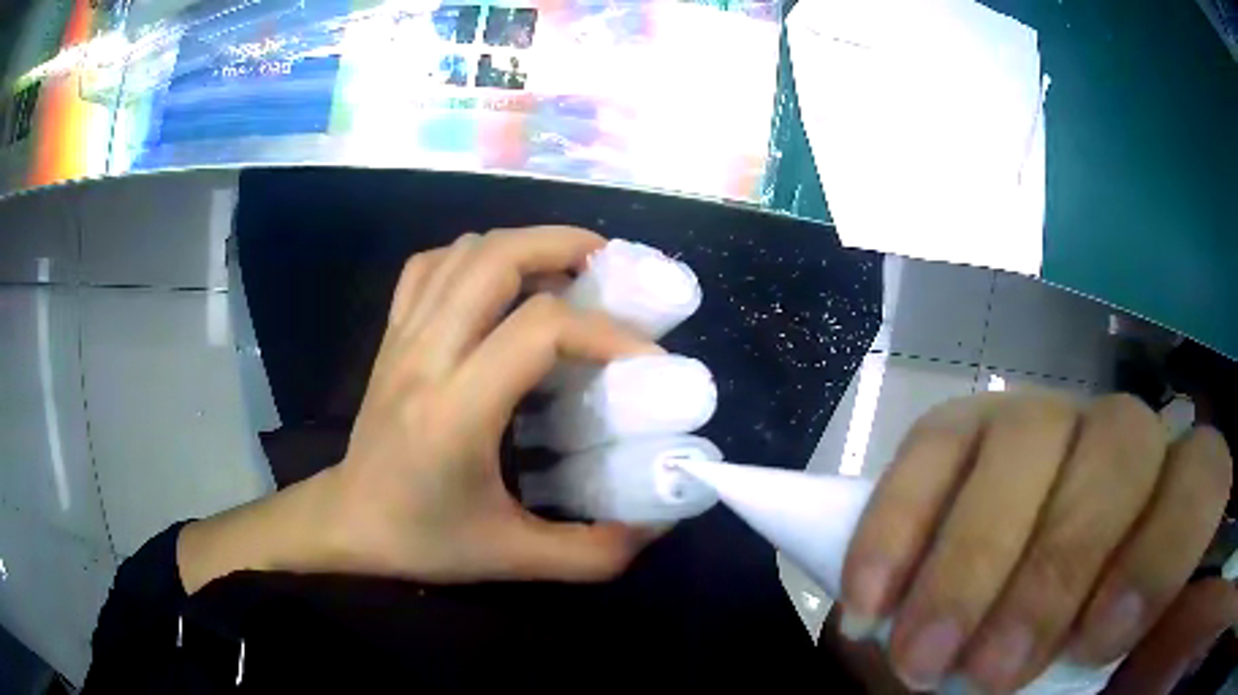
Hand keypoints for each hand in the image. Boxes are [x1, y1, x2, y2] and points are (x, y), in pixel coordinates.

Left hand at [328, 227, 659, 581]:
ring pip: (463, 252)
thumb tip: (658, 524)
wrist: (349, 522)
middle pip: (495, 258)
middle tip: (608, 265)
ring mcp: (403, 337)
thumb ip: (593, 552)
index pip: (539, 330)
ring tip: (565, 267)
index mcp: (457, 410)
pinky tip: (499, 282)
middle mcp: (427, 356)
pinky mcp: (392, 334)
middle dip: (562, 245)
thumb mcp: (515, 558)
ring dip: (522, 245)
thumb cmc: (424, 540)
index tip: (647, 356)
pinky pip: (430, 267)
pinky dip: (472, 257)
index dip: (605, 331)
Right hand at [839, 392, 1232, 692]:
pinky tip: (869, 599)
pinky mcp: (963, 429)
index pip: (1204, 478)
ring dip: (972, 560)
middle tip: (989, 672)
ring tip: (920, 657)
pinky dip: (901, 525)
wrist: (974, 633)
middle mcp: (1119, 444)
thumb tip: (1111, 670)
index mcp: (1168, 503)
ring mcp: (1041, 423)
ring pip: (1028, 434)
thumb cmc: (1048, 665)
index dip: (1164, 550)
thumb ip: (1120, 661)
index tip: (1094, 641)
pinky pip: (934, 446)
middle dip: (1056, 568)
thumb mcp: (1091, 675)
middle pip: (1121, 446)